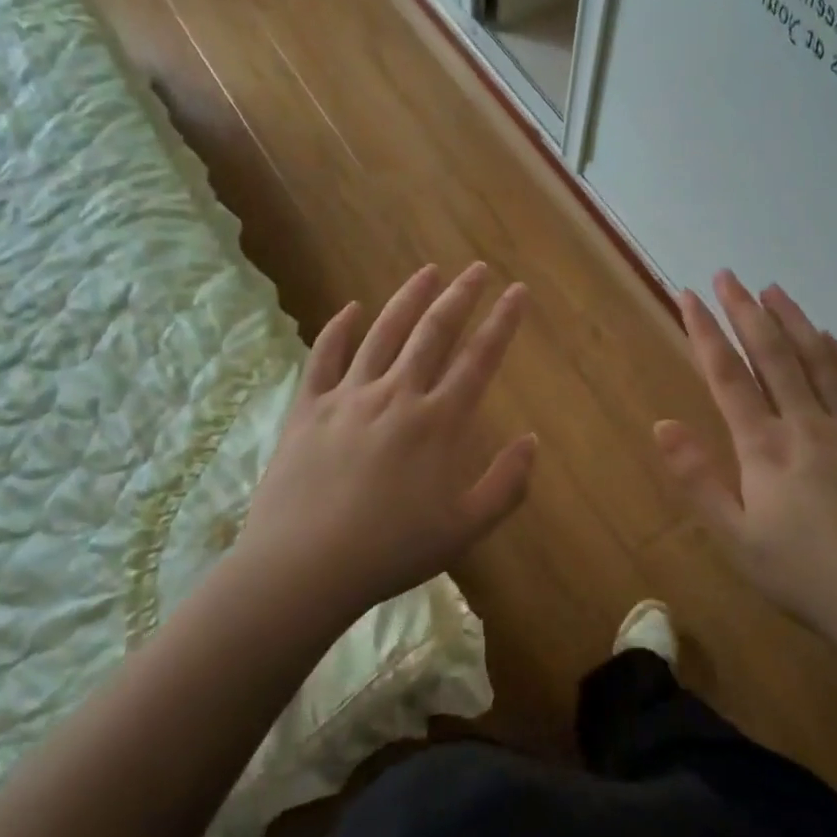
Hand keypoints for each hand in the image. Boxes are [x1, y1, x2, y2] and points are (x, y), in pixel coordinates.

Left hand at [235, 262, 535, 621]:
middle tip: (478, 269)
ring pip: (384, 333)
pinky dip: (338, 329)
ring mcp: (349, 396)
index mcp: (438, 422)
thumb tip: (532, 441)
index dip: (503, 322)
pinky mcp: (308, 408)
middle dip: (460, 296)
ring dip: (408, 298)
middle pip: (433, 332)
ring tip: (428, 272)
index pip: (479, 358)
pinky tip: (350, 309)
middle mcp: (397, 395)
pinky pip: (325, 357)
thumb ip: (506, 484)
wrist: (304, 567)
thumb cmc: (391, 552)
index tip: (517, 291)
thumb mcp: (464, 529)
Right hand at [654, 270, 836, 630]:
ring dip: (792, 321)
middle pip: (772, 354)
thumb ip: (698, 479)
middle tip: (727, 275)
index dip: (704, 332)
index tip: (687, 295)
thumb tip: (662, 425)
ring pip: (817, 360)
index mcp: (765, 447)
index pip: (727, 376)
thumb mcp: (736, 538)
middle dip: (745, 311)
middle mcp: (806, 425)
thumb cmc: (804, 575)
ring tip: (773, 290)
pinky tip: (830, 339)